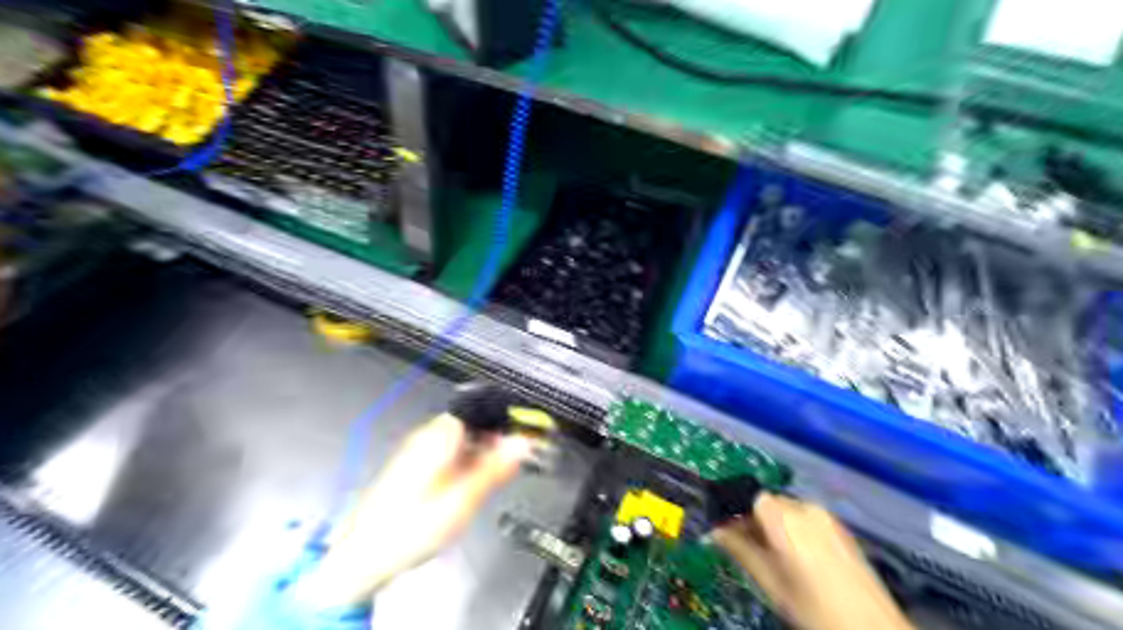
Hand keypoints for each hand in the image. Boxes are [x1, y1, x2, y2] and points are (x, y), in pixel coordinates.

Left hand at [293, 411, 530, 606]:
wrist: (362, 557)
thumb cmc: (408, 528)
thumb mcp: (464, 498)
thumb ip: (496, 467)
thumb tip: (522, 443)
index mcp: (439, 435)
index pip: (480, 407)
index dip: (505, 417)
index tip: (523, 433)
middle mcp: (427, 437)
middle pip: (471, 422)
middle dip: (495, 437)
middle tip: (511, 460)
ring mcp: (418, 451)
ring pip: (460, 439)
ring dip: (481, 451)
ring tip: (490, 477)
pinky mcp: (413, 467)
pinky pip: (448, 453)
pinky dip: (465, 463)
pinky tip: (466, 486)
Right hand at [714, 492, 916, 629]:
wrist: (873, 629)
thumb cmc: (814, 609)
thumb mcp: (770, 583)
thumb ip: (740, 551)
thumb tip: (715, 531)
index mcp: (785, 519)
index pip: (750, 498)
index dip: (736, 513)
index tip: (726, 531)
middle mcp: (806, 508)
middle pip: (769, 503)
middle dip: (754, 521)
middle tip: (748, 549)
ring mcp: (827, 517)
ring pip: (788, 511)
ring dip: (774, 526)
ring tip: (776, 558)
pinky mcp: (841, 528)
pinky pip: (806, 519)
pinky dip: (795, 530)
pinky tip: (800, 559)